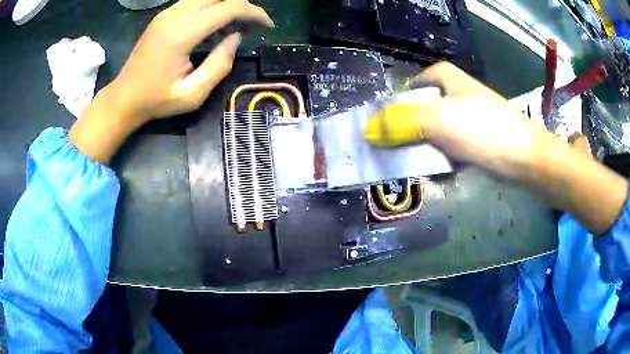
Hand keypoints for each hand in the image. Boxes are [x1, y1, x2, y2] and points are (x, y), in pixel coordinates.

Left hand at [69, 0, 273, 162]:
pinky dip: (212, 7)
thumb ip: (219, 65)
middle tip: (252, 26)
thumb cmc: (156, 100)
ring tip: (235, 25)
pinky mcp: (163, 15)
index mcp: (182, 34)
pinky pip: (195, 1)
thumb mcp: (192, 95)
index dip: (253, 12)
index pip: (228, 8)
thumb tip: (236, 38)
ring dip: (227, 5)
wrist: (124, 97)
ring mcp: (167, 13)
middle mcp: (174, 16)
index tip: (266, 25)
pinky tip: (215, 24)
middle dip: (243, 6)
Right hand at [365, 62, 627, 234]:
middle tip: (396, 150)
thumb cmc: (485, 131)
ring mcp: (471, 118)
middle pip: (423, 108)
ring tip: (417, 166)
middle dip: (409, 130)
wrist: (527, 159)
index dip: (398, 101)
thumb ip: (402, 123)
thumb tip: (369, 131)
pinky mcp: (480, 139)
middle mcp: (459, 94)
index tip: (387, 123)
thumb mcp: (439, 121)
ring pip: (437, 130)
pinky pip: (452, 146)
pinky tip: (441, 171)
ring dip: (426, 148)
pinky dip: (444, 158)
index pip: (413, 84)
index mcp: (448, 79)